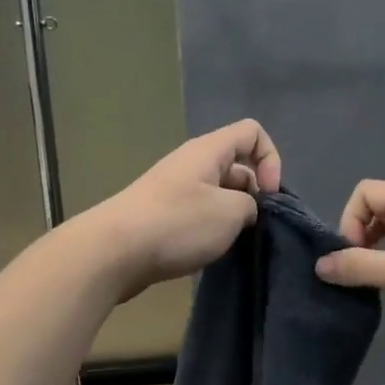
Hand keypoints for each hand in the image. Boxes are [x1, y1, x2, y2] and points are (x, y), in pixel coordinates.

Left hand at [86, 120, 281, 298]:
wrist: (113, 252)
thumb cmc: (177, 224)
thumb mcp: (230, 212)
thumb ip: (250, 204)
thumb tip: (244, 209)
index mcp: (209, 150)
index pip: (252, 132)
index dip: (271, 159)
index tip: (269, 195)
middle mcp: (191, 163)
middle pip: (237, 164)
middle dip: (254, 193)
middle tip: (254, 226)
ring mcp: (175, 188)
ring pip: (219, 192)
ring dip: (232, 215)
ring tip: (232, 242)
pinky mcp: (163, 214)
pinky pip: (199, 212)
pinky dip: (211, 228)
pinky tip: (210, 250)